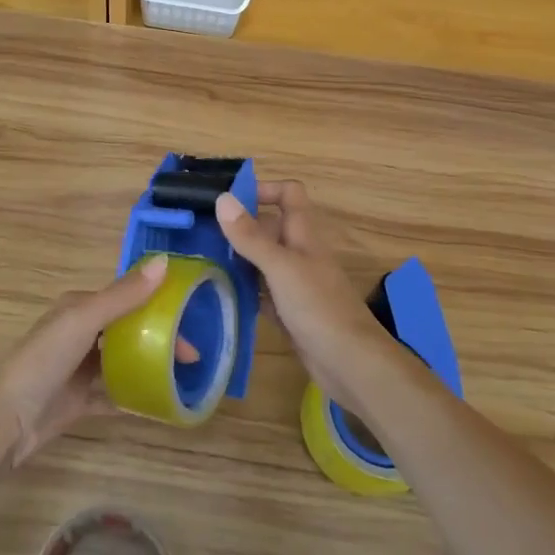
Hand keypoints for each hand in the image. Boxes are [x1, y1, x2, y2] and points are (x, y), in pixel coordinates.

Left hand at [0, 256, 195, 465]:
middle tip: (191, 358)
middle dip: (158, 338)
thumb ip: (124, 295)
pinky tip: (158, 403)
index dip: (158, 306)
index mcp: (79, 308)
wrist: (6, 420)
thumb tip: (164, 262)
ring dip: (148, 365)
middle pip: (127, 330)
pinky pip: (113, 395)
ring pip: (121, 361)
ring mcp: (78, 369)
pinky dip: (134, 397)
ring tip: (182, 377)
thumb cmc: (44, 360)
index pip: (126, 299)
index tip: (189, 323)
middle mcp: (79, 334)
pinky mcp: (78, 401)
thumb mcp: (84, 320)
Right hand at [215, 182, 398, 408]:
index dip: (264, 190)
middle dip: (241, 227)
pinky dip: (246, 290)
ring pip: (264, 261)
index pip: (289, 195)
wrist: (351, 363)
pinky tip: (223, 295)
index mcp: (303, 235)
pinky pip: (264, 292)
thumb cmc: (318, 307)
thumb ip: (251, 236)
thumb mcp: (281, 267)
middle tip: (203, 234)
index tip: (230, 202)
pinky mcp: (290, 312)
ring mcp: (296, 284)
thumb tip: (222, 198)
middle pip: (270, 228)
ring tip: (204, 261)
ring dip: (240, 259)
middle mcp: (300, 254)